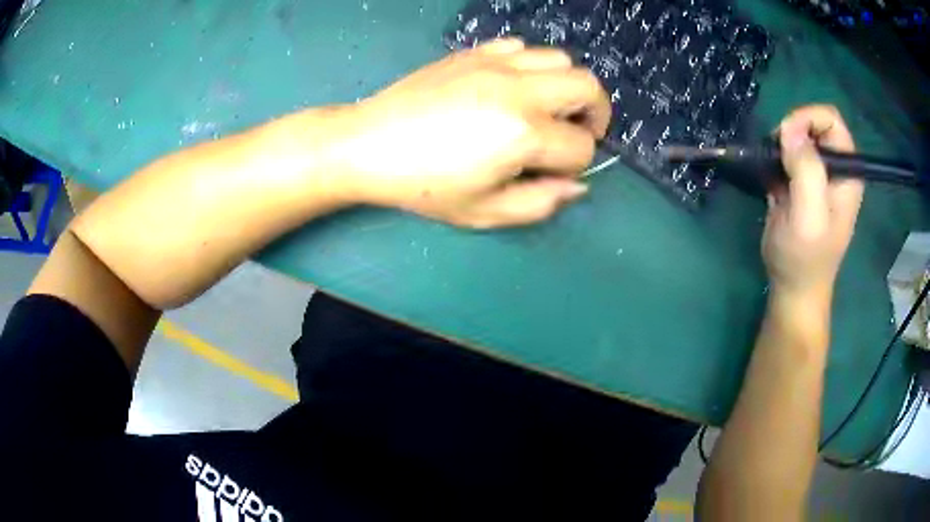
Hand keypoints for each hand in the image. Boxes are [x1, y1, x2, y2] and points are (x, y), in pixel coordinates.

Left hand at [330, 38, 610, 227]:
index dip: (575, 166)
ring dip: (566, 87)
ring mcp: (496, 63)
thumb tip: (577, 186)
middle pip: (589, 87)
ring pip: (560, 59)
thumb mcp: (484, 212)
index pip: (581, 147)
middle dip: (595, 115)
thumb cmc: (423, 186)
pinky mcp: (475, 51)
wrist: (368, 144)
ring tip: (547, 108)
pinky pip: (522, 47)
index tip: (552, 174)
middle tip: (576, 133)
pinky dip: (531, 66)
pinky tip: (512, 88)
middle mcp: (519, 89)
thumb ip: (540, 203)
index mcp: (523, 133)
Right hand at [762, 105, 863, 302]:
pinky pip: (788, 154)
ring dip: (781, 146)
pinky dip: (775, 158)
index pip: (831, 119)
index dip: (807, 119)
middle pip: (813, 124)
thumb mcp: (809, 217)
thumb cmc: (805, 259)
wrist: (793, 288)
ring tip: (772, 169)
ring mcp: (818, 175)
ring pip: (798, 136)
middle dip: (792, 132)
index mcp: (847, 173)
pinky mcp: (801, 182)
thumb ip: (806, 170)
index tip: (786, 138)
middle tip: (777, 157)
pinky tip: (770, 178)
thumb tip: (789, 129)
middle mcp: (835, 168)